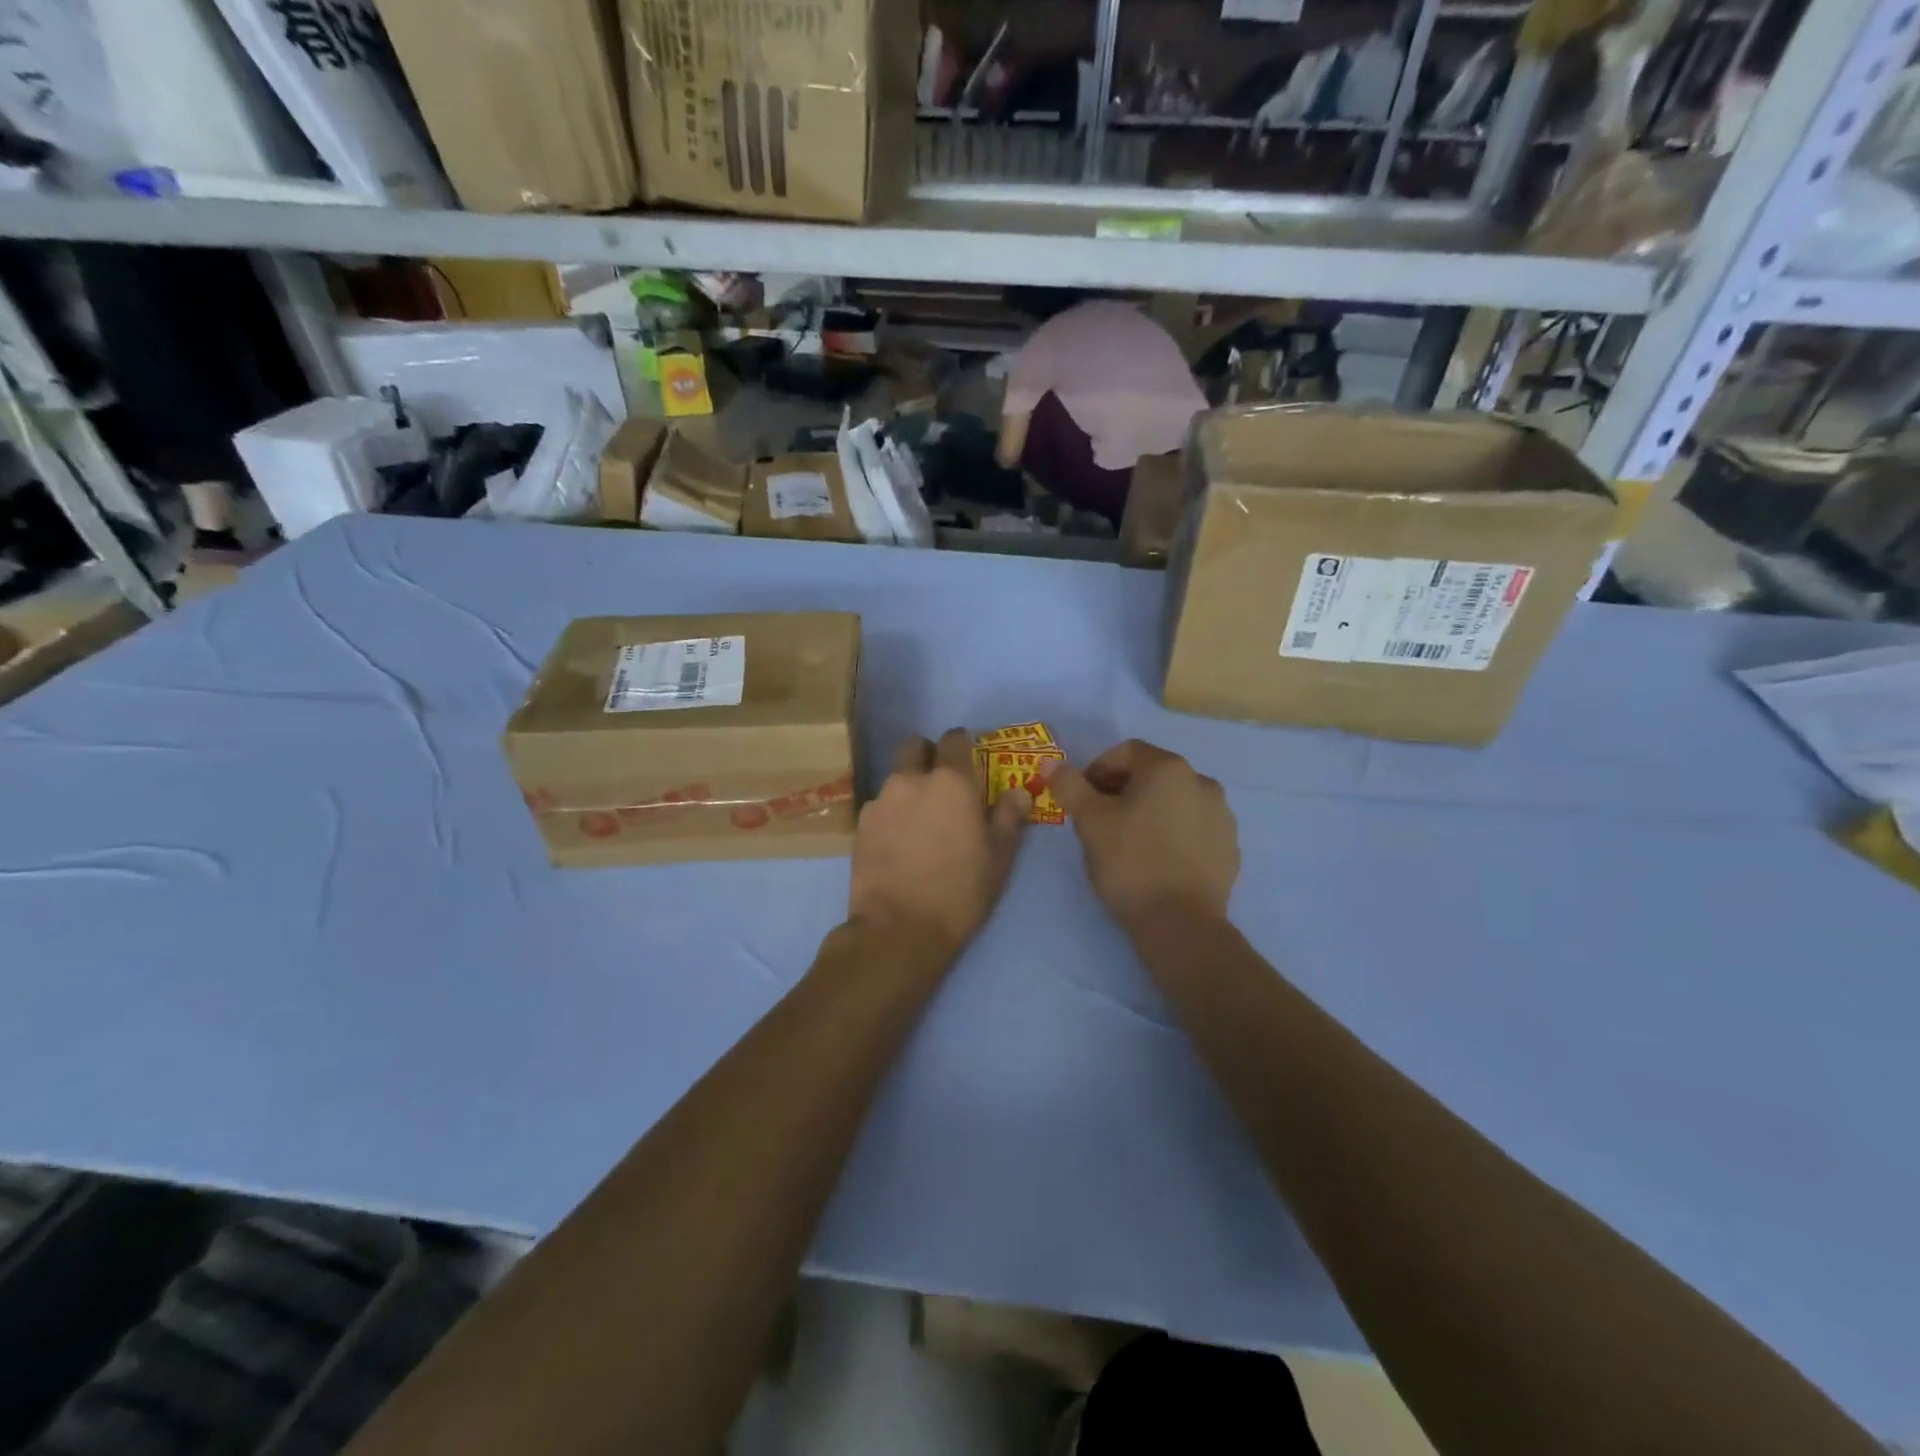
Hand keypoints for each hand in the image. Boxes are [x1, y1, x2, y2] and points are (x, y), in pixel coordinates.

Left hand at [848, 729, 1029, 961]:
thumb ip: (1009, 818)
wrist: (898, 929)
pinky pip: (880, 804)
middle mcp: (912, 779)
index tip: (970, 762)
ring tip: (920, 821)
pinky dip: (891, 812)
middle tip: (942, 786)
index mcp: (952, 781)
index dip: (963, 745)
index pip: (955, 738)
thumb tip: (1018, 792)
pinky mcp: (860, 824)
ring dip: (909, 786)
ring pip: (896, 777)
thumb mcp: (998, 859)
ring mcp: (881, 799)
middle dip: (929, 756)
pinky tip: (898, 842)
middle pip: (916, 746)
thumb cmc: (959, 892)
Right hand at [1044, 740, 1238, 929]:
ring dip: (1150, 810)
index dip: (1097, 769)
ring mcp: (1222, 815)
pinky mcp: (1229, 847)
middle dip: (1122, 789)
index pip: (1126, 752)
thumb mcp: (1090, 821)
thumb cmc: (1130, 862)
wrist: (1180, 924)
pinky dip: (1173, 832)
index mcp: (1168, 769)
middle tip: (1100, 819)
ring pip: (1175, 801)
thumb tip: (1050, 761)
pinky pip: (1193, 827)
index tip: (1081, 797)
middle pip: (1153, 774)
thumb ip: (1070, 785)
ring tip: (1128, 840)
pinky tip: (1157, 859)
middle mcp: (1202, 782)